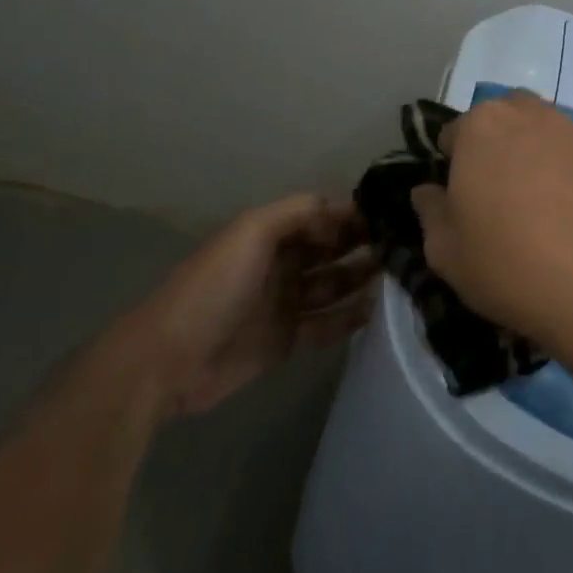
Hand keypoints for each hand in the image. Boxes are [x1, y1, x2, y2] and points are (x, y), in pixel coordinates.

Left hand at [123, 195, 376, 417]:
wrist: (169, 360)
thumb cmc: (213, 288)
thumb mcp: (251, 232)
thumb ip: (297, 212)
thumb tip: (340, 213)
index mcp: (270, 233)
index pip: (320, 216)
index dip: (351, 214)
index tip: (391, 215)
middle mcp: (280, 263)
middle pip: (331, 248)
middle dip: (363, 243)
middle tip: (404, 246)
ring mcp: (284, 302)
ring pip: (333, 284)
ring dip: (361, 278)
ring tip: (398, 275)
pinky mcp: (286, 339)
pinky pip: (326, 323)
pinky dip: (349, 317)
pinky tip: (375, 311)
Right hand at [409, 91, 572, 346]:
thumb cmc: (509, 265)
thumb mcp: (446, 252)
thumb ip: (430, 212)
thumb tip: (427, 191)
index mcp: (483, 126)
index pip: (455, 133)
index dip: (453, 166)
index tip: (462, 202)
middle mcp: (533, 115)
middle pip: (507, 120)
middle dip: (499, 147)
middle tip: (502, 198)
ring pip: (549, 136)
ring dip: (540, 158)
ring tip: (547, 210)